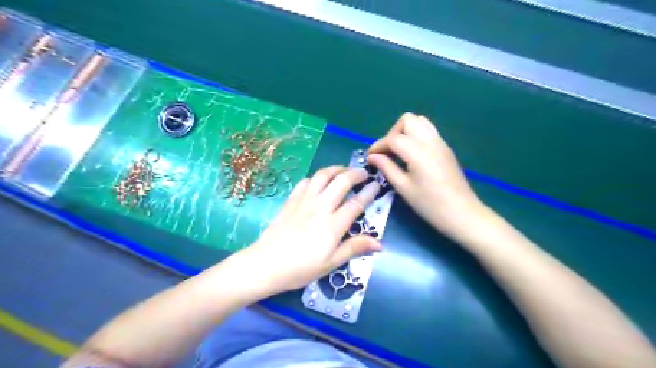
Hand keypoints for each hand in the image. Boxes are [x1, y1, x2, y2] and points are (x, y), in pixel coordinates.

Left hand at [243, 165, 381, 292]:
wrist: (266, 264)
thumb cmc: (300, 268)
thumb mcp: (330, 263)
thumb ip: (354, 248)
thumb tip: (379, 243)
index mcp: (333, 225)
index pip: (356, 203)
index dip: (369, 192)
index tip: (377, 185)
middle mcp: (320, 207)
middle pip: (341, 181)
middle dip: (355, 173)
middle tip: (363, 173)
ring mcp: (304, 201)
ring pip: (322, 175)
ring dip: (336, 169)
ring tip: (344, 170)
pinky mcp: (291, 200)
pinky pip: (305, 181)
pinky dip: (316, 177)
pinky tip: (319, 182)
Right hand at [371, 110, 483, 238]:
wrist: (462, 213)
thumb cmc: (430, 204)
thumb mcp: (404, 188)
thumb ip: (387, 168)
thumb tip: (373, 157)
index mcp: (418, 151)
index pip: (393, 138)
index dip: (378, 145)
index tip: (370, 157)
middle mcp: (430, 141)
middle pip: (408, 120)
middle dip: (393, 133)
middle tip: (387, 152)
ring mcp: (440, 142)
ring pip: (420, 122)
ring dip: (405, 131)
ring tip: (399, 151)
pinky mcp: (446, 148)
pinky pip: (428, 131)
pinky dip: (416, 136)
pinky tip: (412, 155)